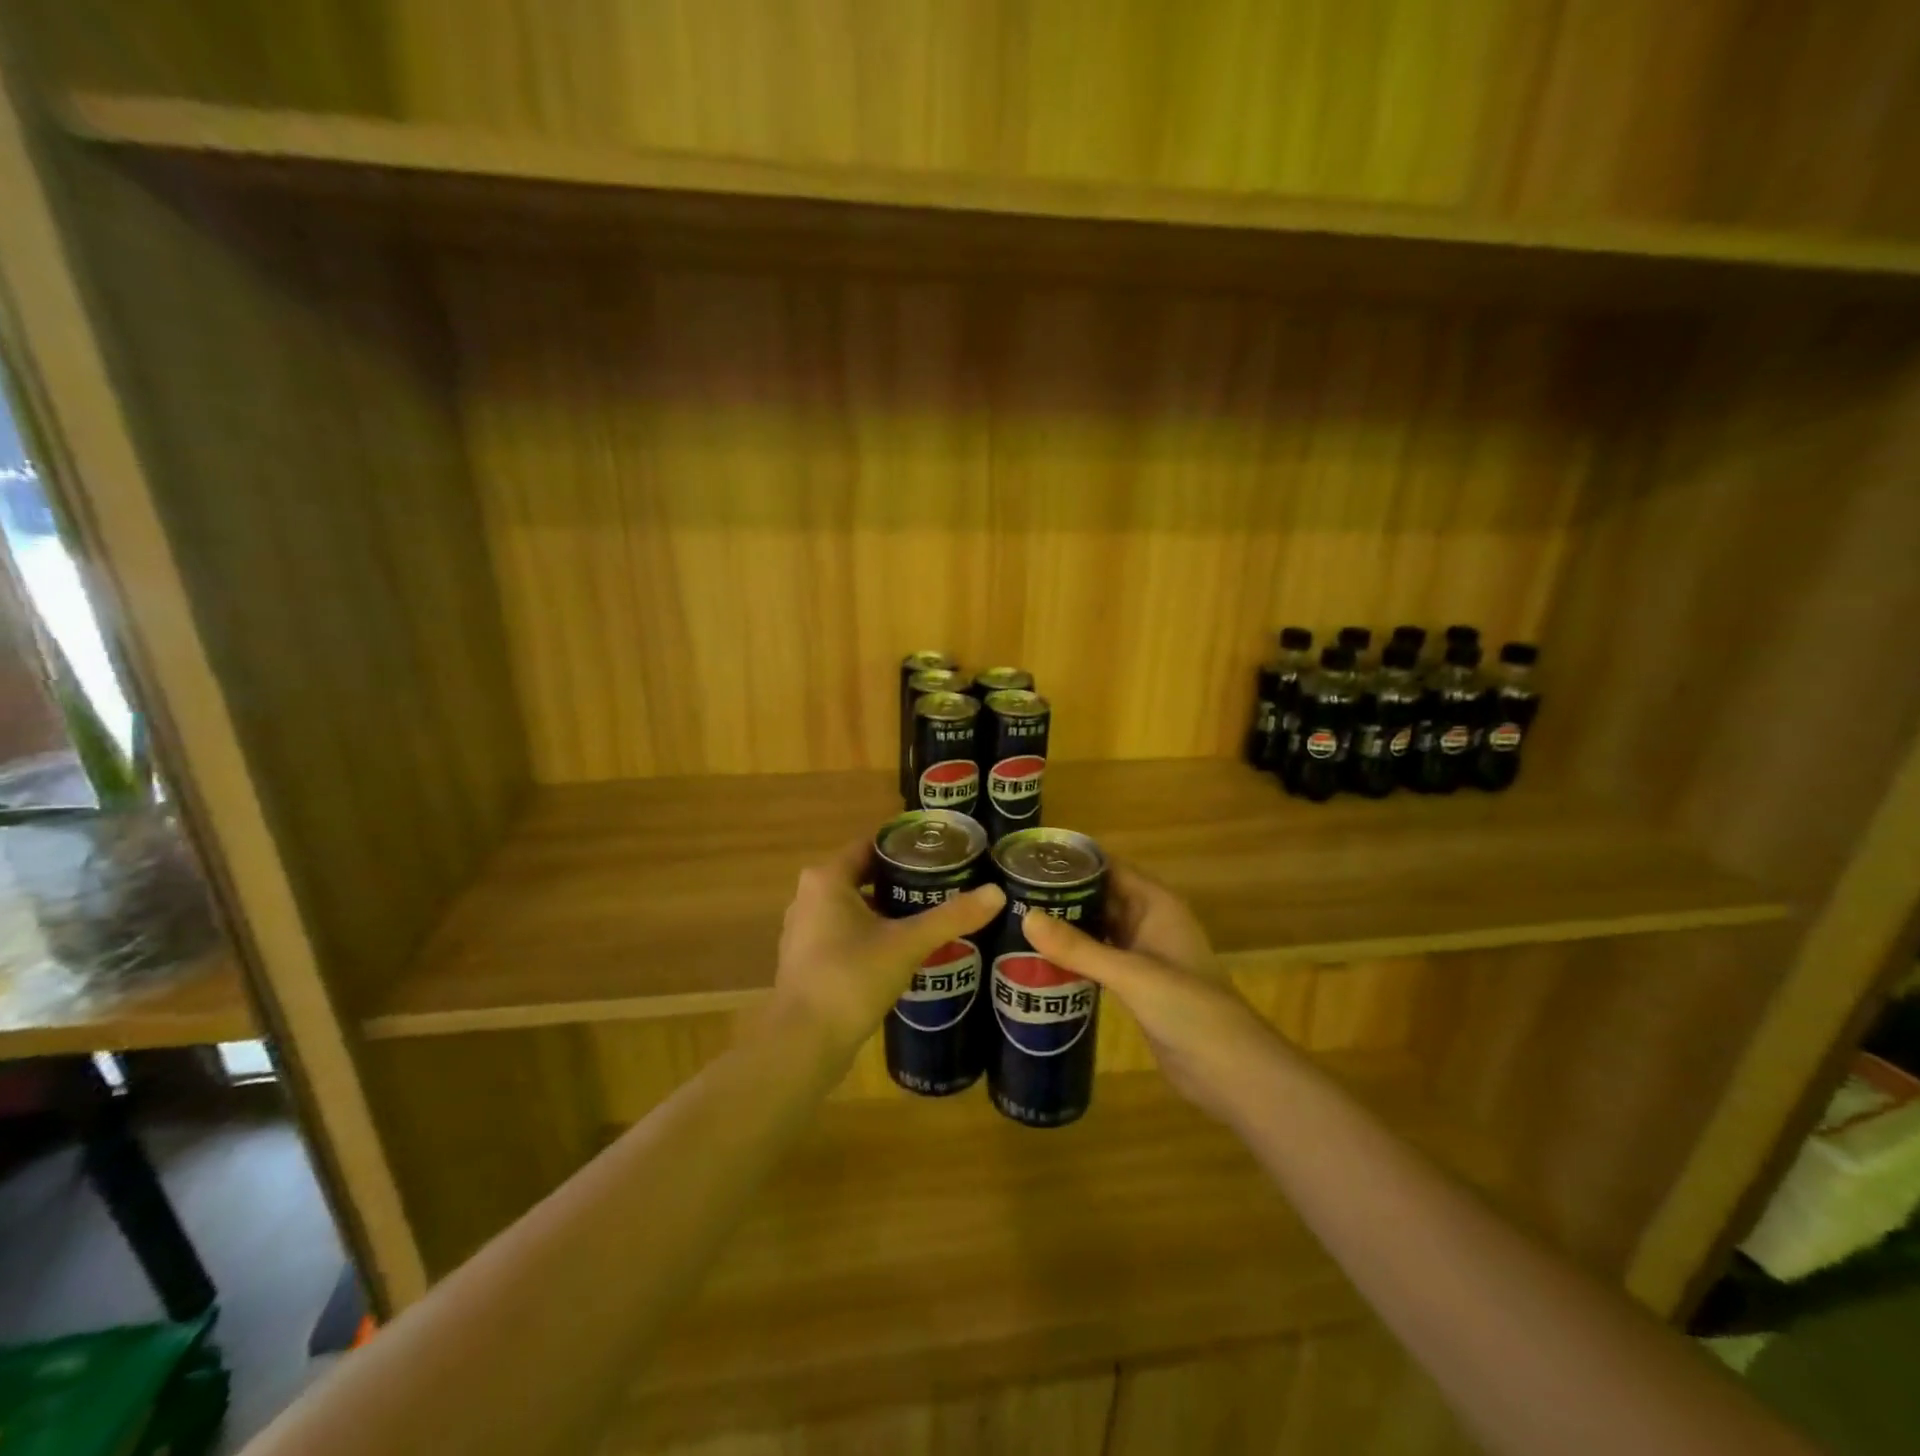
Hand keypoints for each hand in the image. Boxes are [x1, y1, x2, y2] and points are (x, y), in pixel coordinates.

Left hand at [774, 838, 1003, 1061]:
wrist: (803, 1044)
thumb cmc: (851, 978)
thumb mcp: (908, 943)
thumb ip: (952, 917)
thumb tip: (997, 893)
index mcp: (827, 878)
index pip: (871, 845)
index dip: (906, 845)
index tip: (941, 851)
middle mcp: (809, 896)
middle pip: (864, 875)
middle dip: (902, 880)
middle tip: (944, 883)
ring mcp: (804, 930)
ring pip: (855, 906)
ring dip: (888, 909)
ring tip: (930, 914)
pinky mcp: (808, 960)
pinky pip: (845, 932)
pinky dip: (872, 933)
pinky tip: (903, 949)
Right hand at [1021, 864, 1277, 1117]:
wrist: (1230, 1070)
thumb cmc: (1187, 1007)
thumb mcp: (1131, 973)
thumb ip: (1078, 948)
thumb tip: (1024, 916)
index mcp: (1156, 904)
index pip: (1109, 868)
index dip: (1073, 861)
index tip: (1028, 859)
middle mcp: (1149, 921)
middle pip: (1100, 896)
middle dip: (1062, 894)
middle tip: (1012, 892)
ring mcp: (1144, 955)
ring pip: (1098, 928)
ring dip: (1066, 925)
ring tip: (1016, 919)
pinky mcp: (1137, 985)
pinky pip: (1100, 959)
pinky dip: (1075, 956)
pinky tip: (1040, 959)